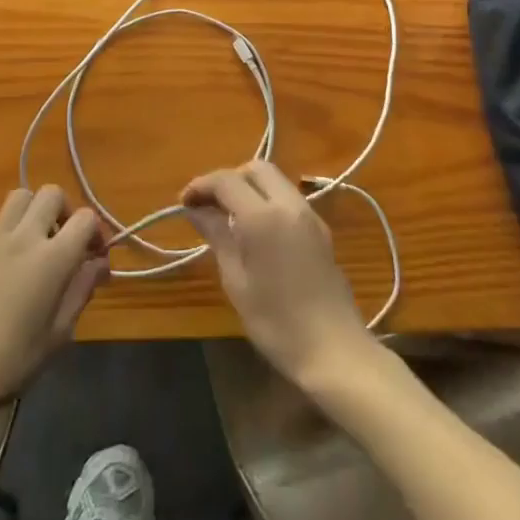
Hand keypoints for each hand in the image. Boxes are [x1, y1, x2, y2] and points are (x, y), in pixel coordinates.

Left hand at [0, 186, 107, 412]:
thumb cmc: (13, 360)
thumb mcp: (60, 333)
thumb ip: (82, 289)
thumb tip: (100, 263)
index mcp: (54, 258)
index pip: (85, 218)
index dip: (96, 232)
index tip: (94, 256)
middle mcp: (25, 236)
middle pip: (52, 194)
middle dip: (65, 211)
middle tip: (64, 241)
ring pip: (20, 196)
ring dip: (33, 211)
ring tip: (35, 241)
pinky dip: (2, 233)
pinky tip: (1, 260)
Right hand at [184, 161, 375, 390]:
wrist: (335, 350)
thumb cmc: (277, 322)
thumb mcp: (236, 281)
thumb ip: (217, 236)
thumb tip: (196, 210)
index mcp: (263, 216)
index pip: (226, 180)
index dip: (201, 185)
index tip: (184, 202)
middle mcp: (289, 204)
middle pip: (255, 168)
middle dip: (228, 179)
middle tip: (209, 205)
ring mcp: (309, 214)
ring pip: (275, 180)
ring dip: (249, 187)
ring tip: (229, 217)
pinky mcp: (321, 229)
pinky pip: (288, 198)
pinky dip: (267, 201)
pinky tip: (256, 231)